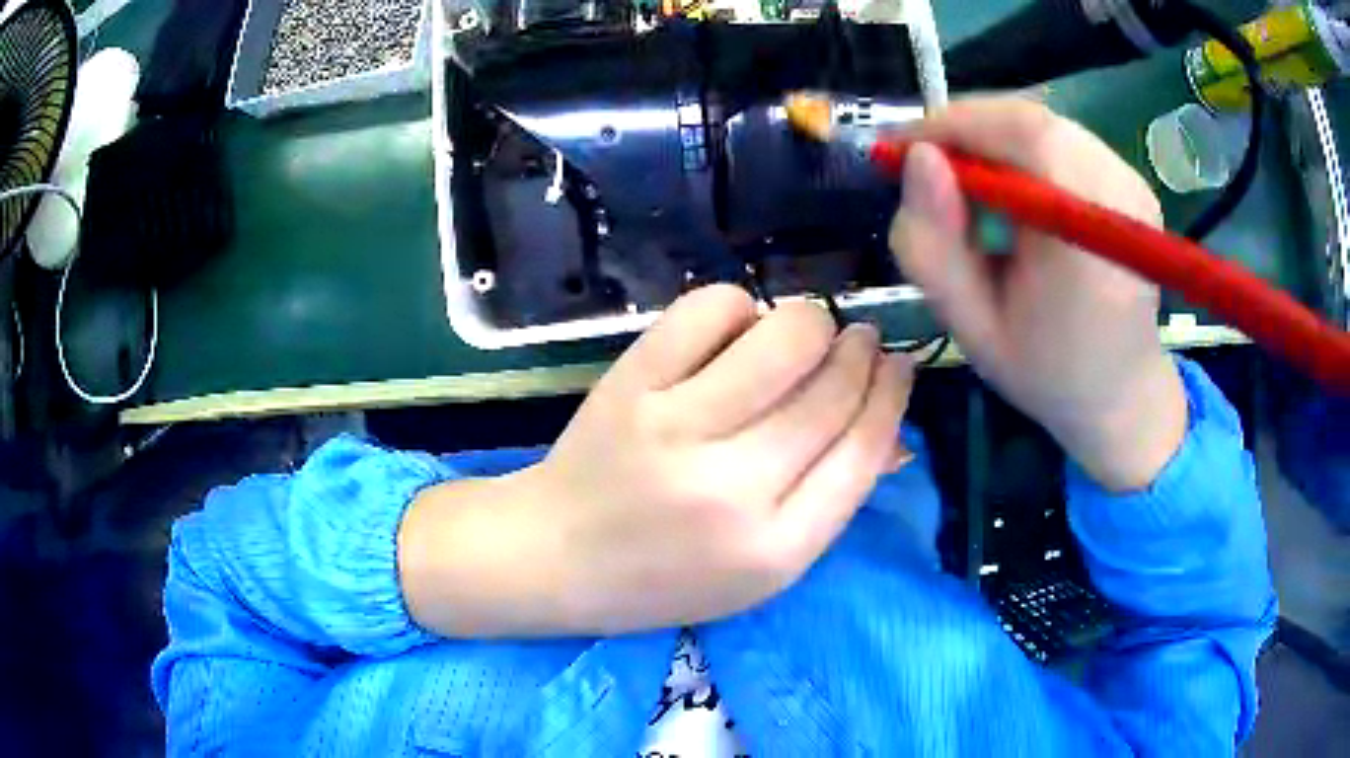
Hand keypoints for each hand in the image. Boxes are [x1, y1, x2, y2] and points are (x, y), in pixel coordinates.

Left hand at [400, 285, 913, 637]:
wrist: (556, 556)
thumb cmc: (667, 576)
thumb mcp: (762, 568)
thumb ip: (830, 500)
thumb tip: (894, 431)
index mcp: (776, 547)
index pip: (864, 448)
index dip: (892, 394)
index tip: (899, 365)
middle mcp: (733, 488)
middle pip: (832, 385)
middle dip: (860, 349)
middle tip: (857, 339)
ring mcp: (676, 428)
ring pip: (785, 334)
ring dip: (810, 322)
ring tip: (801, 334)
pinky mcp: (632, 384)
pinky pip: (713, 308)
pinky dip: (739, 307)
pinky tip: (733, 332)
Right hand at [888, 98, 1186, 490]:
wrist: (1120, 393)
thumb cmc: (1045, 371)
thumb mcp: (970, 326)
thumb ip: (932, 245)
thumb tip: (917, 158)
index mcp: (1089, 242)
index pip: (1026, 135)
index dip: (957, 125)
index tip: (902, 147)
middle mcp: (1121, 198)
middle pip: (1035, 121)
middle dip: (968, 129)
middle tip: (926, 164)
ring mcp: (1132, 184)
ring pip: (1046, 124)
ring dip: (992, 138)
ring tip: (963, 181)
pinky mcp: (1130, 181)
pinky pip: (1063, 138)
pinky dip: (1021, 148)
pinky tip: (1006, 188)